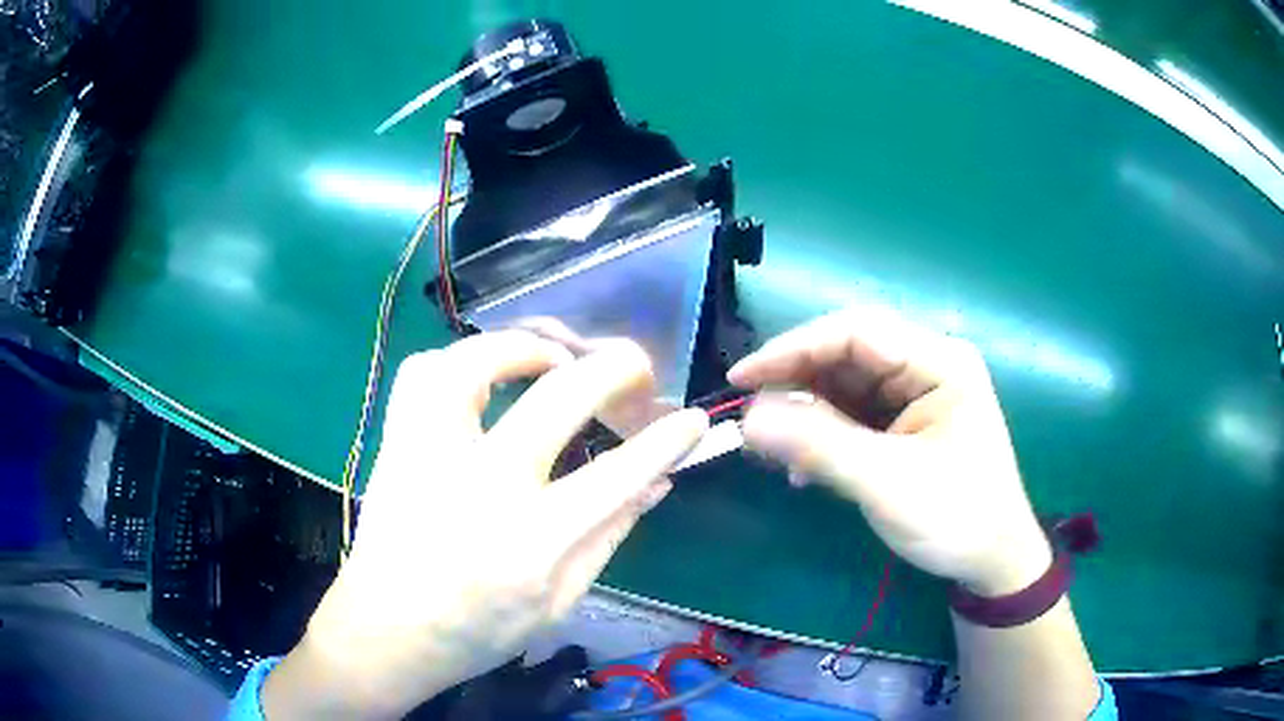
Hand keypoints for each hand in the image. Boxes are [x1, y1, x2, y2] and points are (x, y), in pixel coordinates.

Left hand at [264, 331, 707, 718]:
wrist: (384, 633)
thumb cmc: (476, 633)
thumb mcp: (558, 605)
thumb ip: (608, 538)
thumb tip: (656, 484)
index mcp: (530, 543)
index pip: (616, 476)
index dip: (663, 441)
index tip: (690, 419)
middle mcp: (479, 485)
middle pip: (555, 397)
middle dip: (612, 368)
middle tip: (635, 366)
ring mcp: (429, 455)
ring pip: (475, 362)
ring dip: (526, 346)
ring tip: (554, 356)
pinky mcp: (396, 443)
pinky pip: (423, 373)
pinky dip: (460, 359)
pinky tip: (484, 373)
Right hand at [729, 309, 1051, 597]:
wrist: (993, 561)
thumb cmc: (956, 519)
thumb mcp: (887, 484)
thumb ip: (820, 446)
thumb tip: (748, 419)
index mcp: (940, 362)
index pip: (856, 332)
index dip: (794, 348)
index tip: (742, 380)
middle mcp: (929, 366)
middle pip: (848, 354)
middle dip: (798, 383)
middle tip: (753, 417)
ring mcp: (918, 393)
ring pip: (846, 384)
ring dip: (806, 413)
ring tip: (773, 448)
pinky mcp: (907, 422)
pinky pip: (854, 413)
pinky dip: (823, 434)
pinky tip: (804, 467)